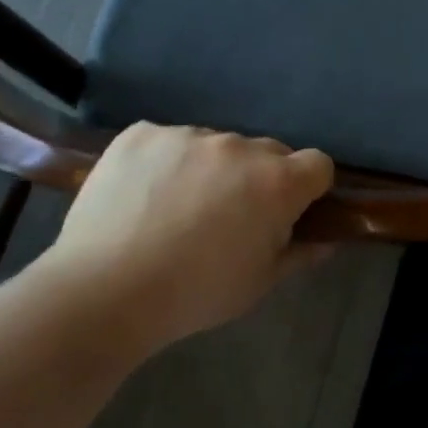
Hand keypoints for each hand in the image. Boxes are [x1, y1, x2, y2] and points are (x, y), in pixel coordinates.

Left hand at [46, 124, 334, 354]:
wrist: (103, 293)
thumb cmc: (195, 294)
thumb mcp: (258, 284)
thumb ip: (298, 254)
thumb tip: (325, 241)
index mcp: (277, 182)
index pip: (317, 164)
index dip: (309, 188)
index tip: (289, 211)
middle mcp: (239, 147)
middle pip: (267, 151)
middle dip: (259, 178)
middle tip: (230, 216)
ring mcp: (188, 134)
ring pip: (215, 145)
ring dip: (210, 169)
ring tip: (176, 209)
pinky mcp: (142, 133)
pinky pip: (168, 141)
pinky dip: (164, 162)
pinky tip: (143, 196)